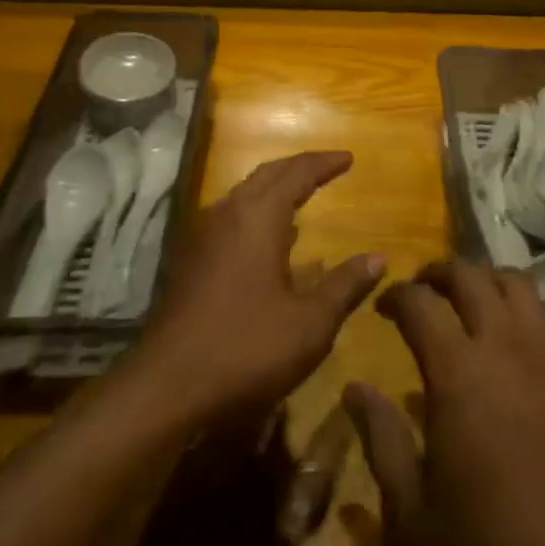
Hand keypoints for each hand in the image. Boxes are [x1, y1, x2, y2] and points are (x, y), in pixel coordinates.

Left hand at [138, 151, 383, 421]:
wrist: (166, 387)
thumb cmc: (245, 349)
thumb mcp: (309, 324)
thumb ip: (344, 286)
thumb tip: (378, 258)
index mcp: (259, 218)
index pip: (297, 173)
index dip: (324, 163)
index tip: (349, 157)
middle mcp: (228, 214)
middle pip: (268, 174)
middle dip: (299, 167)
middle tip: (328, 167)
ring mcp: (204, 236)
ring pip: (245, 194)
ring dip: (275, 188)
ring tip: (302, 195)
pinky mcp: (191, 260)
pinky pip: (231, 217)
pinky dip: (257, 212)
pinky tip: (271, 239)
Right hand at [345, 262, 544, 545]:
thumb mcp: (413, 512)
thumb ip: (380, 440)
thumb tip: (354, 390)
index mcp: (456, 370)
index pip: (418, 303)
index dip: (396, 296)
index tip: (383, 306)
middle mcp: (503, 343)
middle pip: (468, 275)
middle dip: (438, 273)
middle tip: (423, 290)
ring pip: (516, 281)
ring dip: (487, 280)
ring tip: (472, 300)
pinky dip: (534, 307)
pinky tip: (525, 332)